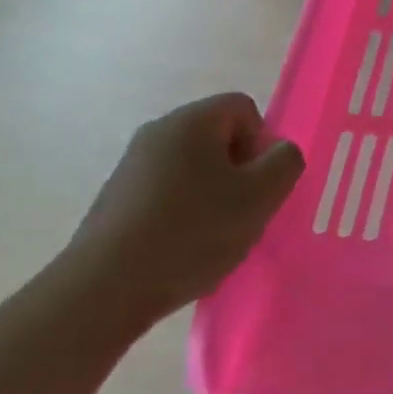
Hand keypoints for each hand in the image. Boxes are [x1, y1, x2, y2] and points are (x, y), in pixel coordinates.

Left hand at [55, 93, 304, 332]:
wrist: (107, 285)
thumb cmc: (192, 232)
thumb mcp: (259, 197)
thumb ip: (285, 164)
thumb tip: (280, 152)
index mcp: (192, 120)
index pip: (244, 108)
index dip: (262, 144)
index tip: (259, 187)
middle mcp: (158, 131)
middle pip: (217, 138)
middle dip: (239, 173)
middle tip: (243, 215)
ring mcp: (132, 165)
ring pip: (193, 169)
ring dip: (213, 197)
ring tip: (213, 239)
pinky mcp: (117, 198)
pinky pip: (167, 194)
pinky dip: (183, 214)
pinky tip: (182, 251)